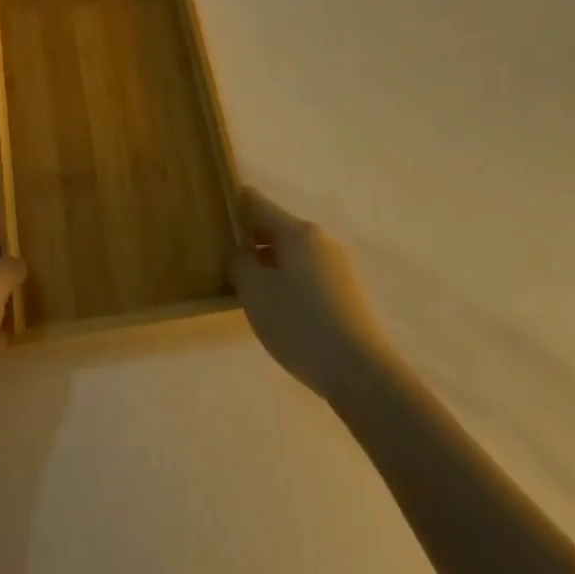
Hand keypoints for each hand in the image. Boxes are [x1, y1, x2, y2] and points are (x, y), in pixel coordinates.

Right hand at [227, 188, 392, 401]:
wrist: (359, 371)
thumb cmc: (299, 324)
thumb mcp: (255, 292)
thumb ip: (239, 263)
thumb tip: (239, 251)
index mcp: (297, 232)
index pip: (258, 204)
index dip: (235, 202)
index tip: (215, 206)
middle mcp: (320, 240)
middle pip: (277, 228)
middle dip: (250, 237)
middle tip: (221, 252)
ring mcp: (337, 266)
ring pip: (292, 253)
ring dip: (268, 261)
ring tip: (244, 283)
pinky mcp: (345, 292)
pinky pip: (306, 273)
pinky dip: (286, 279)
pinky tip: (275, 305)